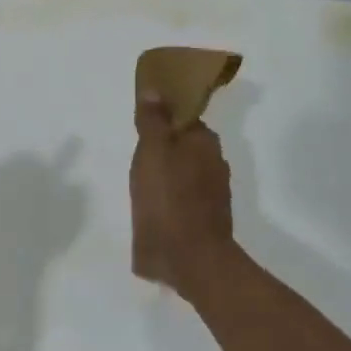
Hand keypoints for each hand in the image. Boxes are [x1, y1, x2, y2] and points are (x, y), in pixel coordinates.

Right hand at [131, 93, 234, 297]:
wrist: (190, 259)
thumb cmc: (168, 200)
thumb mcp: (152, 152)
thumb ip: (152, 121)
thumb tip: (155, 90)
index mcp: (204, 143)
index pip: (185, 119)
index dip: (163, 120)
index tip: (141, 128)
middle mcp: (215, 164)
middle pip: (185, 147)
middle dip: (163, 149)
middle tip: (136, 160)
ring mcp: (213, 195)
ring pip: (185, 175)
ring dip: (166, 176)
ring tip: (141, 187)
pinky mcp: (205, 221)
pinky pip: (184, 200)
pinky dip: (170, 200)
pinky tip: (154, 210)